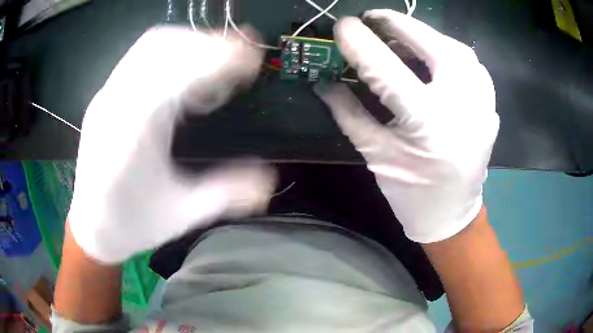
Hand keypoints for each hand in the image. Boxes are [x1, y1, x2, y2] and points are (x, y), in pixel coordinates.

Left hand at [68, 26, 275, 263]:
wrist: (92, 227)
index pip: (173, 73)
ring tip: (217, 64)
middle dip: (207, 43)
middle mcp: (113, 104)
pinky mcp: (107, 95)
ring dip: (190, 43)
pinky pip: (141, 56)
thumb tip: (269, 180)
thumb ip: (225, 194)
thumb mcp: (181, 215)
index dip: (216, 58)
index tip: (251, 60)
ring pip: (151, 45)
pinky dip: (173, 52)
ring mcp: (106, 95)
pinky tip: (187, 74)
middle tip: (240, 59)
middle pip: (161, 45)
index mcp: (129, 136)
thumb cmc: (132, 225)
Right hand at [316, 10, 498, 242]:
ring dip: (426, 34)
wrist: (451, 216)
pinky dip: (450, 50)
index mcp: (427, 124)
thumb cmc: (411, 194)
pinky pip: (472, 65)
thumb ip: (348, 113)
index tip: (342, 25)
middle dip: (398, 24)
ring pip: (457, 48)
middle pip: (431, 44)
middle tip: (374, 19)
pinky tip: (435, 54)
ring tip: (403, 36)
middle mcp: (461, 107)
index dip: (360, 42)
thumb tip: (323, 81)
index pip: (386, 68)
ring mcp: (483, 105)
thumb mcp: (376, 154)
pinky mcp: (490, 107)